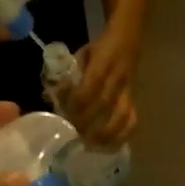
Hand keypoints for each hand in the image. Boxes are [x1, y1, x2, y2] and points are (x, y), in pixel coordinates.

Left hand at [71, 26, 139, 145]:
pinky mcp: (134, 101)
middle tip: (73, 135)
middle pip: (104, 104)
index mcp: (104, 61)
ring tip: (91, 146)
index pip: (92, 84)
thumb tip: (50, 97)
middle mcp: (118, 78)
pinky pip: (132, 121)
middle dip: (87, 122)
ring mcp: (128, 91)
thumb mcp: (82, 53)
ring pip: (122, 116)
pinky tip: (109, 147)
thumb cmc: (100, 48)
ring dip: (106, 134)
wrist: (130, 38)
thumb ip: (69, 74)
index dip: (79, 101)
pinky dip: (122, 136)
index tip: (66, 114)